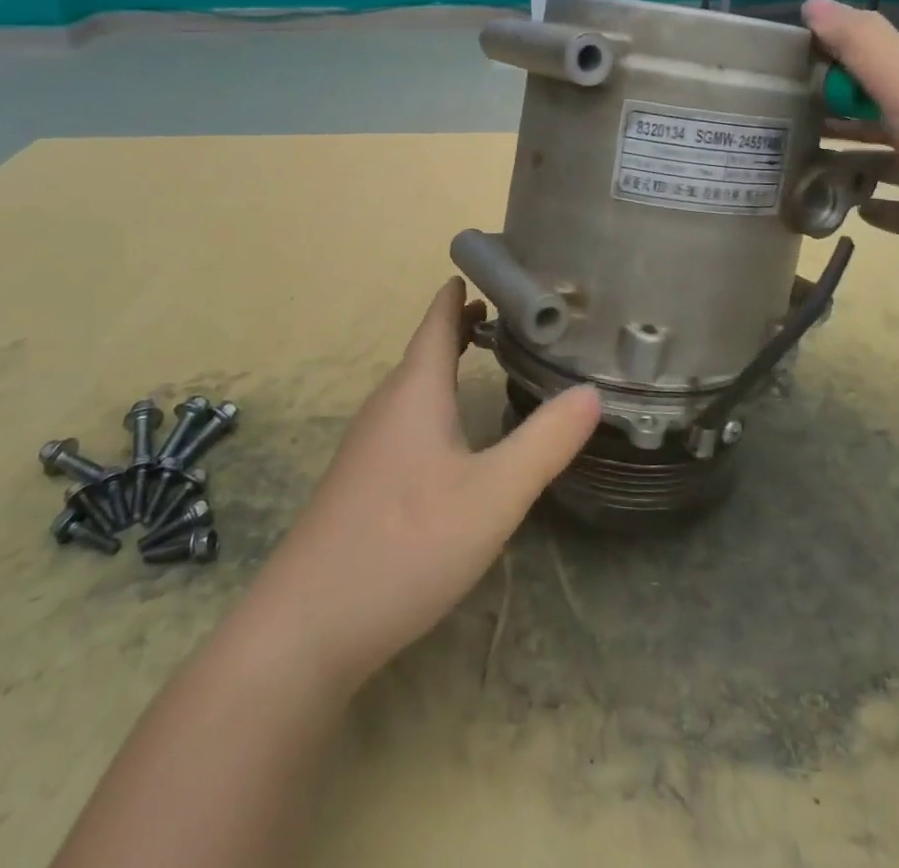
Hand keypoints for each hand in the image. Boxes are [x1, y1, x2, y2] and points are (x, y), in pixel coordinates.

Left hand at [247, 279, 599, 692]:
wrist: (305, 629)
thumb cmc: (406, 544)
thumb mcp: (494, 495)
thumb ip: (546, 442)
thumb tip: (593, 391)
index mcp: (416, 392)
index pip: (438, 320)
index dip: (461, 291)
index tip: (492, 268)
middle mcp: (387, 406)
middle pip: (427, 349)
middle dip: (464, 325)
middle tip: (510, 313)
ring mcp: (368, 445)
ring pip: (415, 386)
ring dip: (449, 362)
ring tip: (487, 357)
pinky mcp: (362, 481)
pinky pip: (406, 418)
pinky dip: (436, 400)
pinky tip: (452, 435)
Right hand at [804, 0, 898, 325]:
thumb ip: (862, 43)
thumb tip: (811, 1)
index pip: (884, 60)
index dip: (837, 64)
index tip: (784, 78)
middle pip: (883, 110)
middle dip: (836, 113)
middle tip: (779, 125)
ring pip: (888, 159)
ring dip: (848, 160)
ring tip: (797, 167)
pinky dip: (873, 205)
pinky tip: (844, 208)